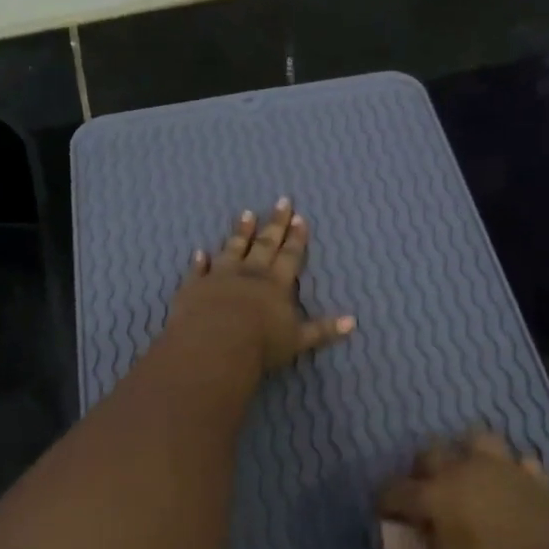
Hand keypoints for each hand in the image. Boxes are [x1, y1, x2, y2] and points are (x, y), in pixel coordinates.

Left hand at [168, 198, 355, 373]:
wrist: (214, 346)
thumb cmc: (260, 344)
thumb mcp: (298, 340)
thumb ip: (323, 329)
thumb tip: (353, 322)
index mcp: (276, 284)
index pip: (290, 255)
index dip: (296, 237)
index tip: (300, 217)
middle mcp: (250, 273)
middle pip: (265, 243)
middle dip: (275, 223)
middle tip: (281, 201)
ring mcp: (220, 276)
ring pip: (233, 248)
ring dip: (241, 232)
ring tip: (247, 213)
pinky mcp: (195, 286)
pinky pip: (198, 270)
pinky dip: (199, 261)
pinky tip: (199, 252)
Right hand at [377, 432, 548, 548]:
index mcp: (434, 497)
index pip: (393, 490)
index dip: (384, 507)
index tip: (386, 524)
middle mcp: (464, 471)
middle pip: (430, 453)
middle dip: (420, 474)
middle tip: (426, 504)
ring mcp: (504, 469)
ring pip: (475, 440)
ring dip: (465, 456)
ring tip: (467, 482)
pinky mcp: (538, 480)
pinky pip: (519, 463)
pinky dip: (511, 473)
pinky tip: (512, 492)